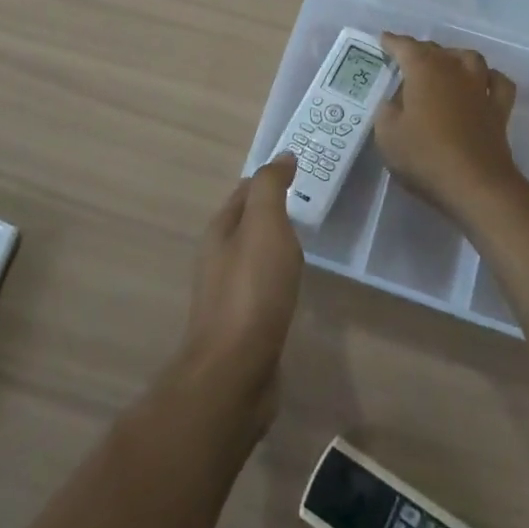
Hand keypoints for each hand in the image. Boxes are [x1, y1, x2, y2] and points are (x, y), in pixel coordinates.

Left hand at [178, 156, 302, 432]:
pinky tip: (293, 283)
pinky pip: (262, 285)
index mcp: (221, 229)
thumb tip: (282, 156)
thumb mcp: (265, 226)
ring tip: (307, 240)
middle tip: (310, 202)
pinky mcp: (241, 322)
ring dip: (276, 243)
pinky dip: (278, 275)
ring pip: (255, 255)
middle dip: (273, 209)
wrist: (234, 371)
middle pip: (248, 222)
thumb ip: (271, 188)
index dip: (271, 178)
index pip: (246, 190)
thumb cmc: (252, 290)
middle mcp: (218, 256)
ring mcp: (227, 291)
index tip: (302, 170)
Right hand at [375, 34, 522, 219]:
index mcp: (424, 70)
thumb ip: (387, 111)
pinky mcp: (499, 109)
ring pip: (470, 58)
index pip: (405, 47)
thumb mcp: (387, 135)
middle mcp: (454, 70)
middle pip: (436, 50)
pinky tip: (482, 84)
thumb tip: (394, 101)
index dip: (392, 42)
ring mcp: (481, 88)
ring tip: (445, 66)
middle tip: (406, 61)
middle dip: (420, 51)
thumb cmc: (425, 156)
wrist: (476, 185)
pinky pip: (498, 82)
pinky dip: (489, 78)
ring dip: (455, 58)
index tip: (383, 40)